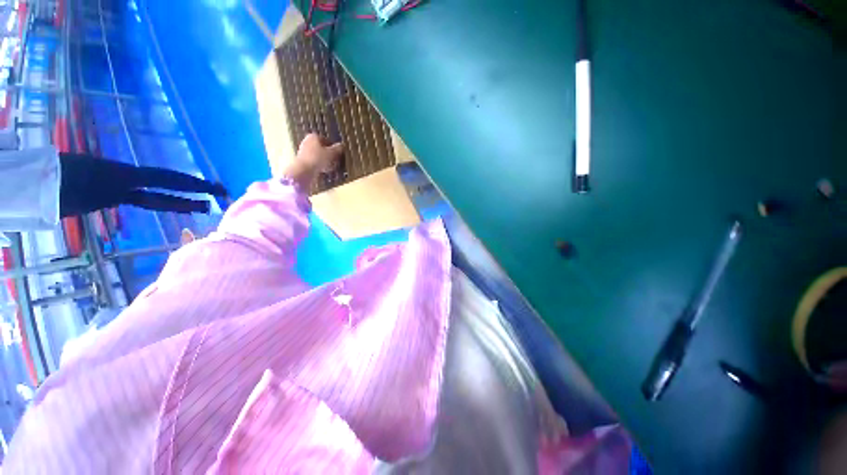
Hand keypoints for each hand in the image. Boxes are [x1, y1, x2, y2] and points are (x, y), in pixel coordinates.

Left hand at [283, 133, 343, 188]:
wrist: (304, 170)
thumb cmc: (318, 158)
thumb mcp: (332, 153)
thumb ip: (338, 149)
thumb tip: (342, 145)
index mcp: (314, 136)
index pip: (327, 140)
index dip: (333, 147)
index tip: (338, 154)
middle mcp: (307, 141)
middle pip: (322, 148)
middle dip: (329, 154)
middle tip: (336, 161)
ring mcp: (304, 151)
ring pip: (318, 155)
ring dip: (325, 161)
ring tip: (331, 167)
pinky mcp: (303, 161)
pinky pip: (314, 162)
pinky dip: (320, 165)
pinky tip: (324, 171)